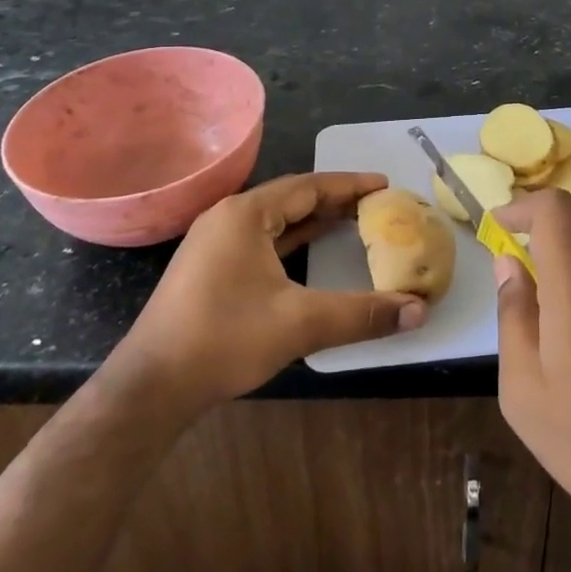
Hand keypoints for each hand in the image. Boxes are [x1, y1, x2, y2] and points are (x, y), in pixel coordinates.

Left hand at [124, 172, 427, 410]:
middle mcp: (228, 218)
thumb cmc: (224, 339)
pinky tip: (309, 249)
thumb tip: (418, 311)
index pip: (308, 186)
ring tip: (351, 220)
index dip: (349, 184)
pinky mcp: (209, 267)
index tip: (384, 185)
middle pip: (291, 197)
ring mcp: (214, 242)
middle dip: (334, 199)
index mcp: (246, 214)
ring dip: (312, 218)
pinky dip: (290, 238)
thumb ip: (362, 314)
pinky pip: (260, 238)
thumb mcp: (300, 323)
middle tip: (374, 204)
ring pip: (274, 218)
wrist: (151, 387)